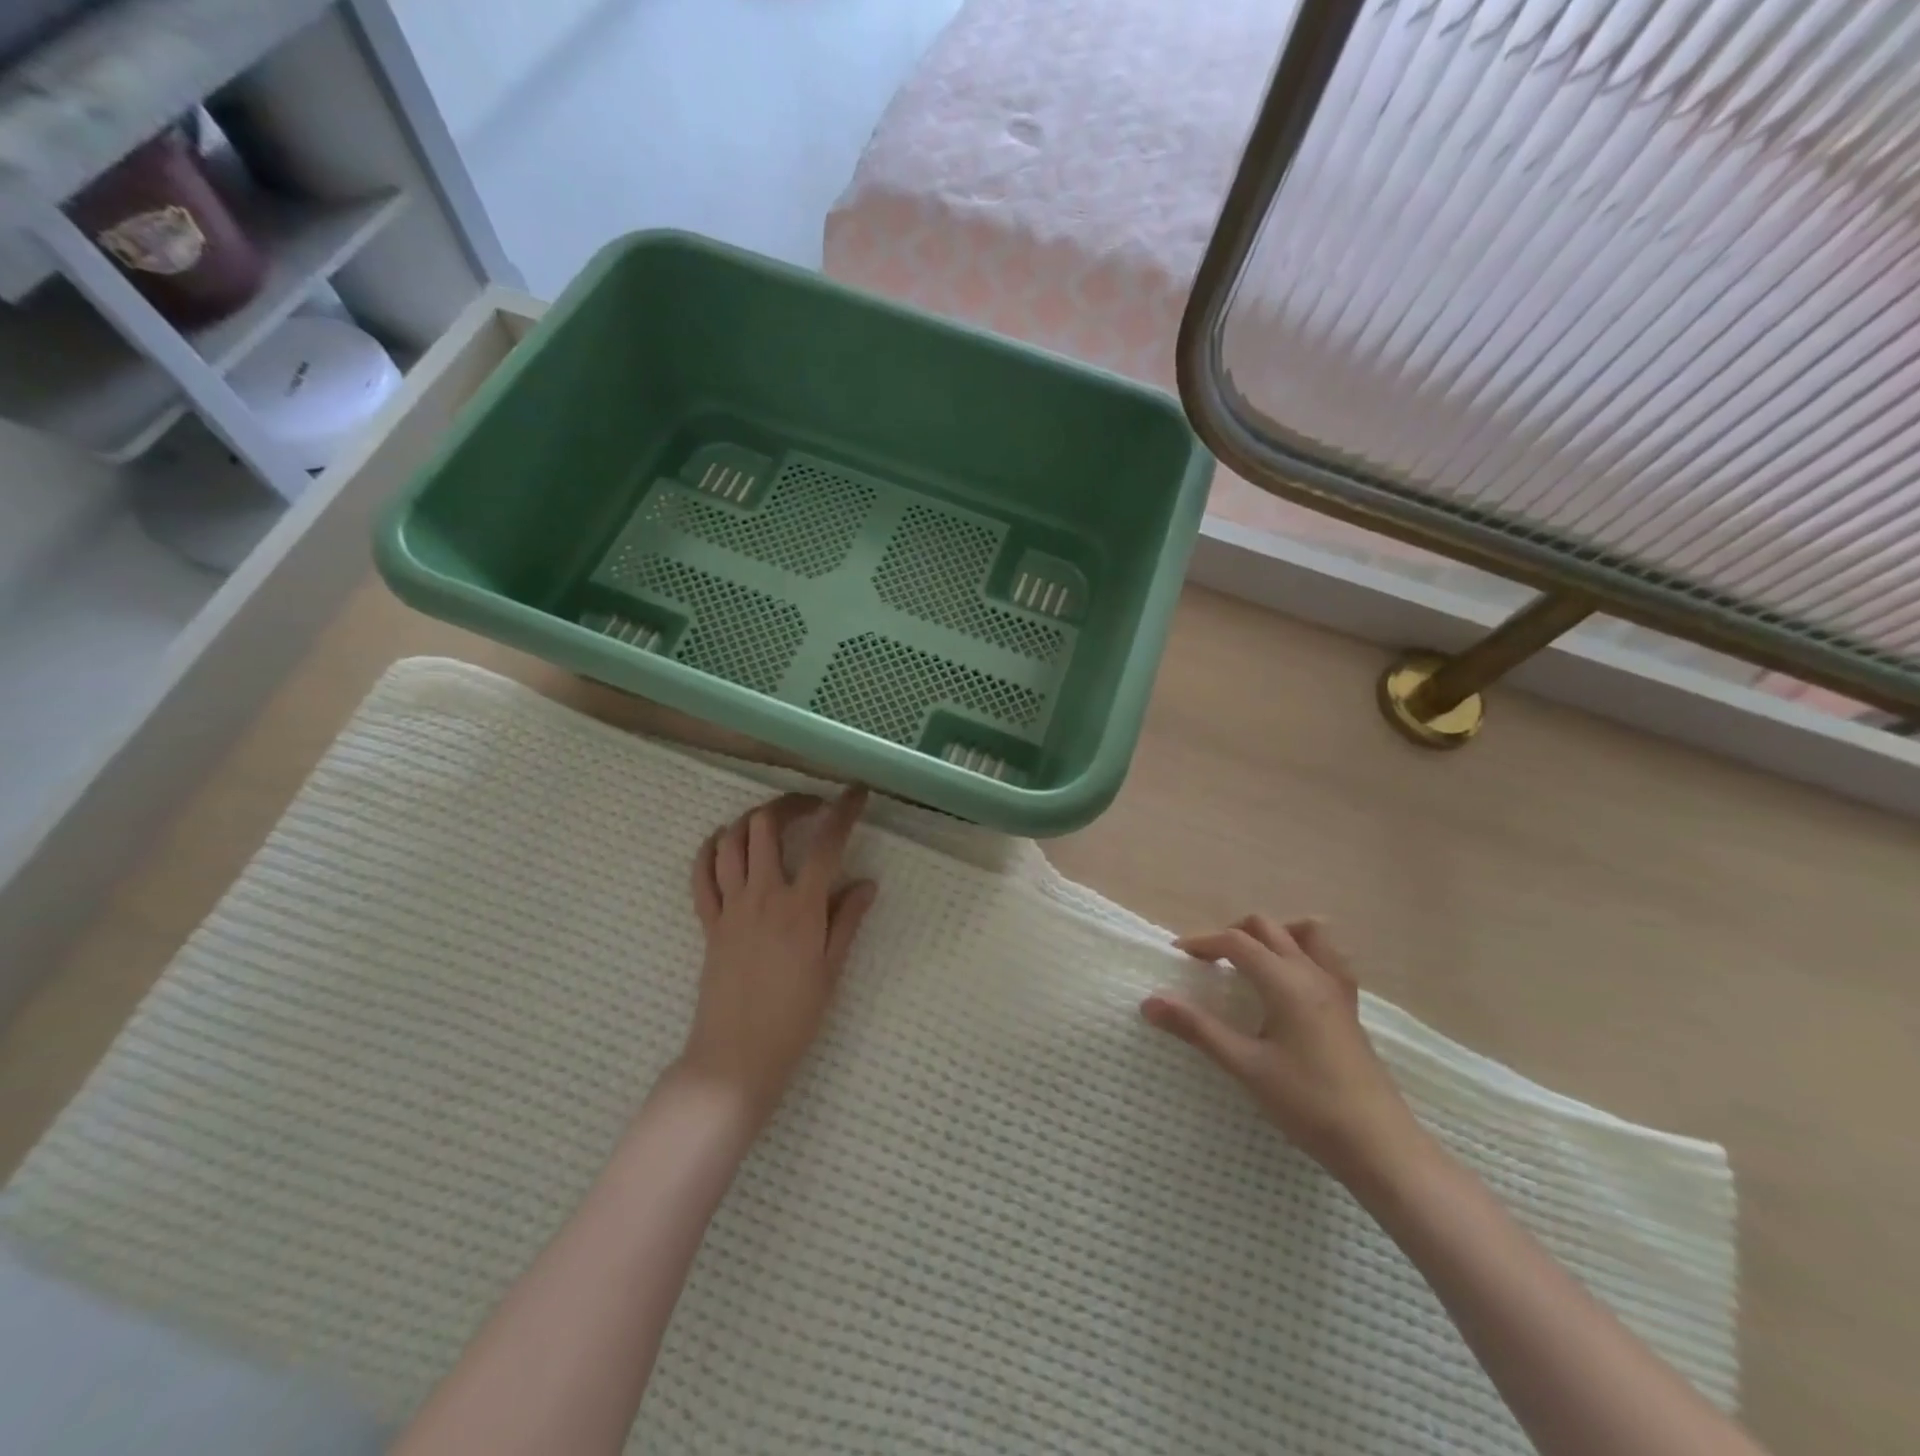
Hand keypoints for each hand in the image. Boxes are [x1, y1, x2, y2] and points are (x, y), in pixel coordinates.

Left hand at [681, 787, 876, 1124]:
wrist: (737, 1057)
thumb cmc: (794, 1017)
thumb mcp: (832, 969)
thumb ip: (847, 920)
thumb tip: (868, 882)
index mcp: (801, 908)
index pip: (827, 844)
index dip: (843, 811)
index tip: (856, 793)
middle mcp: (764, 895)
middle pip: (768, 826)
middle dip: (791, 803)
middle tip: (811, 807)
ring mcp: (730, 907)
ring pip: (731, 841)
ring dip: (752, 820)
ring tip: (772, 822)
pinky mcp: (708, 922)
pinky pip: (700, 875)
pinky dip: (709, 850)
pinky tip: (722, 843)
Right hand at [1142, 914, 1421, 1181]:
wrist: (1380, 1146)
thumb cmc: (1308, 1104)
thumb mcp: (1245, 1066)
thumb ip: (1197, 1029)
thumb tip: (1149, 1002)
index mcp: (1286, 982)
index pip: (1236, 942)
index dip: (1203, 942)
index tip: (1177, 957)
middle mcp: (1312, 974)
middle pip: (1268, 928)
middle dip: (1232, 934)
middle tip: (1208, 962)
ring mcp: (1337, 989)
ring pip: (1307, 933)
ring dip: (1274, 935)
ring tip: (1251, 962)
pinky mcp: (1349, 1009)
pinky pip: (1329, 958)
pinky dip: (1304, 953)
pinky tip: (1290, 984)